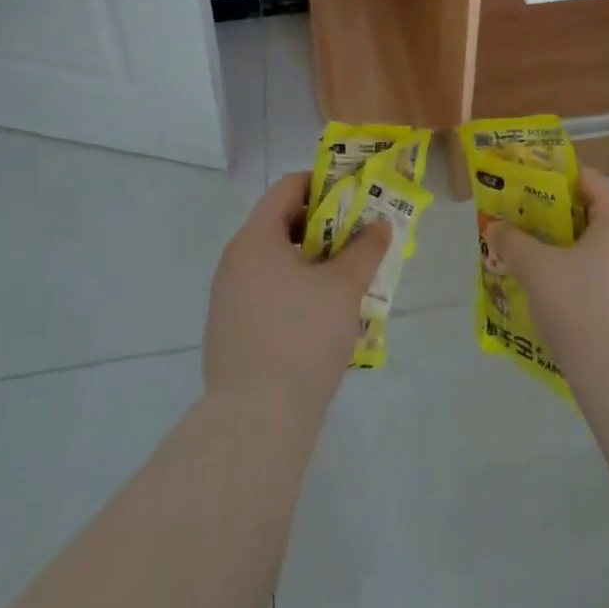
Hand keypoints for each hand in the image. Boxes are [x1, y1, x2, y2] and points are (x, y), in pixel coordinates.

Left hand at [203, 172, 389, 411]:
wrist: (255, 422)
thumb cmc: (301, 337)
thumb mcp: (344, 288)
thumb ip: (365, 249)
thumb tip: (381, 224)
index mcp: (256, 238)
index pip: (288, 188)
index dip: (324, 185)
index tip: (354, 196)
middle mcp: (235, 260)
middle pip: (281, 224)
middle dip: (323, 227)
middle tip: (357, 239)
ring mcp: (227, 298)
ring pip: (275, 262)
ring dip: (310, 262)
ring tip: (346, 279)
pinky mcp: (229, 331)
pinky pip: (265, 293)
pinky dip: (293, 290)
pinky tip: (320, 317)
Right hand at [485, 169, 608, 384]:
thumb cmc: (585, 311)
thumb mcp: (538, 271)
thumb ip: (512, 241)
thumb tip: (495, 227)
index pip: (585, 180)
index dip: (550, 181)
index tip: (521, 194)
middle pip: (591, 217)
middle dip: (553, 224)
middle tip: (520, 235)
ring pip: (599, 254)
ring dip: (566, 258)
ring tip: (533, 273)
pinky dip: (583, 286)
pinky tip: (559, 308)